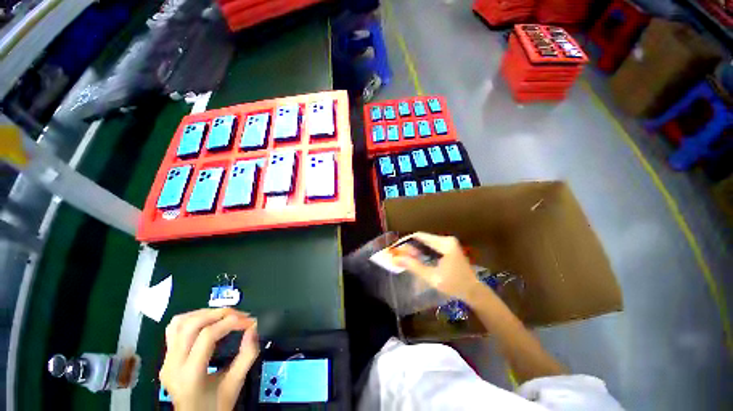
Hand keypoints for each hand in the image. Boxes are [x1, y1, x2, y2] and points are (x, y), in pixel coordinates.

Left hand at [160, 308, 258, 410]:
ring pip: (180, 322)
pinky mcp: (166, 357)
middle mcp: (172, 365)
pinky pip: (174, 328)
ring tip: (225, 315)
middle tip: (240, 316)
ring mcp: (166, 360)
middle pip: (192, 325)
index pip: (208, 336)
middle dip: (220, 314)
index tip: (250, 322)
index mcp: (189, 375)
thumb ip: (247, 355)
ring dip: (205, 313)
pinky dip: (192, 317)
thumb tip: (254, 328)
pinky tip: (207, 320)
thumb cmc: (216, 406)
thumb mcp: (235, 383)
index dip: (232, 322)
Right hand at [392, 232, 486, 301]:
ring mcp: (448, 242)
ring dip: (414, 249)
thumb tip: (395, 258)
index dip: (405, 241)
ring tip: (404, 257)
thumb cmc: (454, 285)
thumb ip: (413, 266)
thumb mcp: (432, 277)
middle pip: (422, 238)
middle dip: (409, 246)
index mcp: (445, 244)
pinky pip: (430, 245)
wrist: (474, 291)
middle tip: (398, 255)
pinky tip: (415, 258)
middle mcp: (446, 239)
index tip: (395, 248)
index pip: (420, 236)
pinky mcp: (448, 247)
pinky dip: (421, 251)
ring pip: (425, 242)